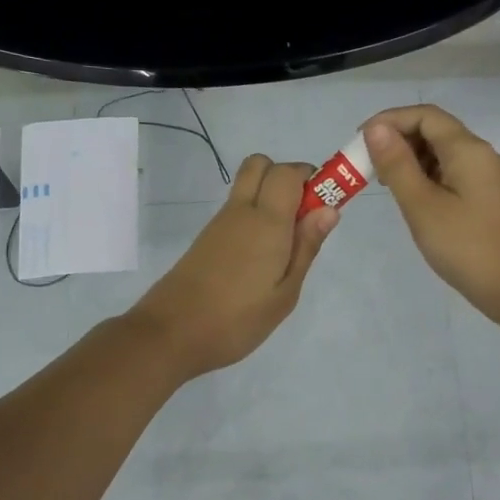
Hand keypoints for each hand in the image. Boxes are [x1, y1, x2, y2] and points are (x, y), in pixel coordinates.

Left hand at [128, 153, 337, 380]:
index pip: (288, 171)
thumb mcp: (284, 294)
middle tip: (302, 217)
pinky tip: (259, 258)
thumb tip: (329, 208)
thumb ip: (306, 247)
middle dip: (287, 177)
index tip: (324, 206)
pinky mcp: (206, 238)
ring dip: (269, 197)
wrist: (171, 334)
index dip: (311, 178)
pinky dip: (253, 216)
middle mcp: (241, 211)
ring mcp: (219, 223)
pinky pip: (235, 209)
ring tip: (283, 246)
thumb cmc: (237, 320)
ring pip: (247, 186)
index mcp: (266, 221)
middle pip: (261, 165)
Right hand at [363, 105, 499, 326]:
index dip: (389, 120)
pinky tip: (412, 199)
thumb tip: (375, 129)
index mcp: (468, 150)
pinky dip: (427, 177)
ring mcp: (487, 177)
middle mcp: (481, 155)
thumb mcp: (422, 206)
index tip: (359, 141)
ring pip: (443, 153)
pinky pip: (452, 174)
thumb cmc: (466, 247)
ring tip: (383, 184)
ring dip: (410, 160)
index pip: (425, 115)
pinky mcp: (488, 198)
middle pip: (435, 131)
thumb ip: (397, 165)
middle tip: (366, 166)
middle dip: (397, 141)